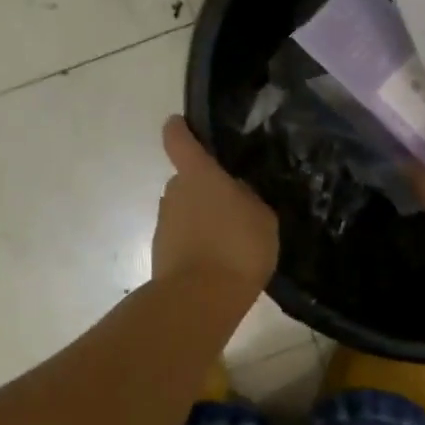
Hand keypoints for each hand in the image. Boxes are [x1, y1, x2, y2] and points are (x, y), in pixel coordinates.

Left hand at [153, 118, 279, 290]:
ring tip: (233, 238)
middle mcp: (175, 192)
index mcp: (199, 175)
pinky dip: (199, 242)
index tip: (183, 124)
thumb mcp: (262, 216)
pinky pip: (184, 236)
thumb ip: (248, 197)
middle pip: (188, 179)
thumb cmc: (237, 247)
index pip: (178, 139)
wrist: (200, 300)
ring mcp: (164, 223)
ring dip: (203, 217)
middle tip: (236, 204)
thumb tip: (235, 192)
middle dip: (206, 187)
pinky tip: (221, 259)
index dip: (180, 129)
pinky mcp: (161, 251)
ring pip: (186, 209)